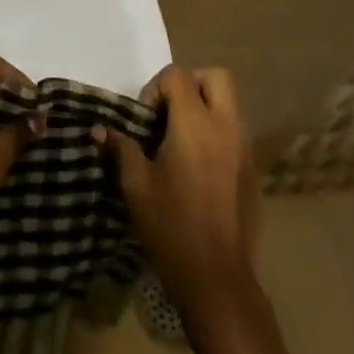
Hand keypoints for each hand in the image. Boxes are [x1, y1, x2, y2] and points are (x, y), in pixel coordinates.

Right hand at [96, 65, 258, 316]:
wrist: (216, 278)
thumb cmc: (170, 226)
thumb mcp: (136, 185)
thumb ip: (121, 148)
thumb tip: (100, 129)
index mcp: (195, 124)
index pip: (178, 75)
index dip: (156, 88)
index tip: (144, 120)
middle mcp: (225, 126)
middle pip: (215, 77)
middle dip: (189, 84)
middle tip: (167, 114)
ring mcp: (244, 148)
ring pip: (229, 103)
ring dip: (205, 107)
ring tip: (180, 140)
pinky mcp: (252, 169)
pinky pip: (236, 131)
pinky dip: (217, 132)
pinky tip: (197, 166)